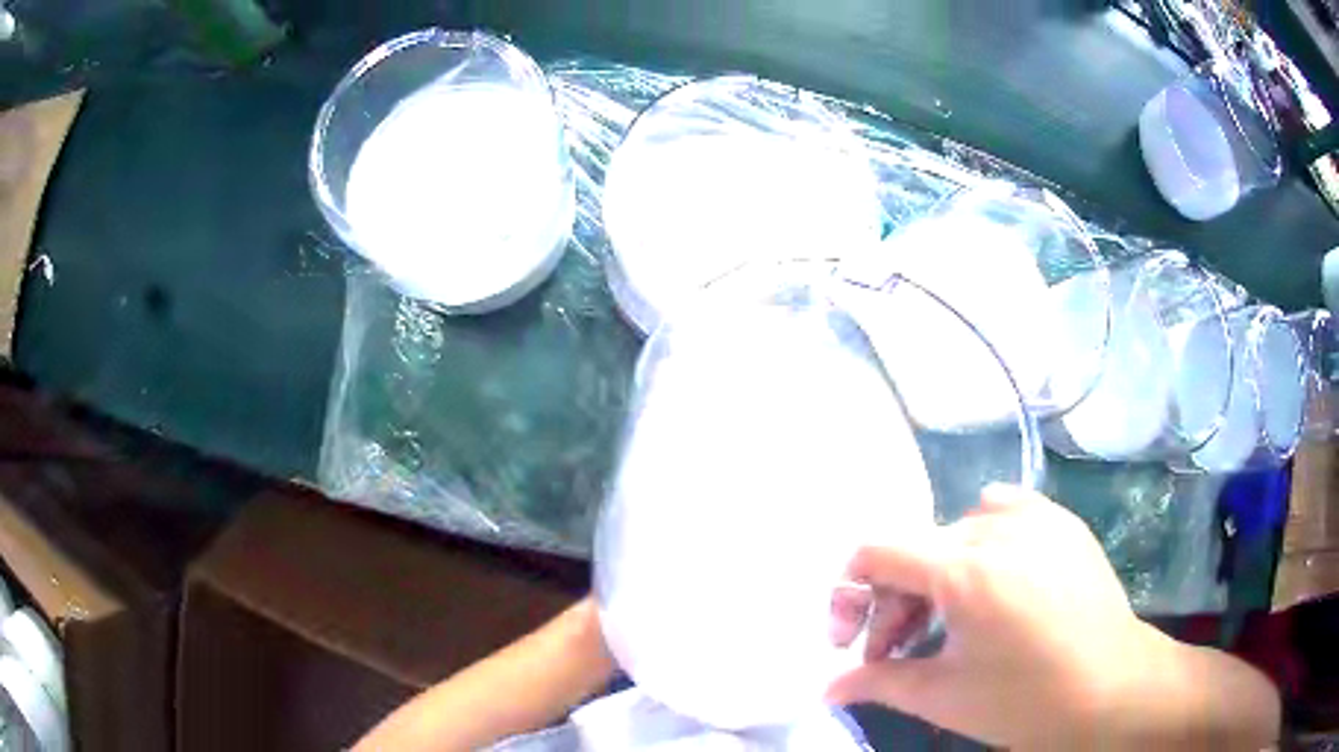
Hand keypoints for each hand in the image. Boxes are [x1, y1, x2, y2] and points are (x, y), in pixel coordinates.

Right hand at [826, 485, 1279, 749]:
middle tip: (897, 651)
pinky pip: (1003, 512)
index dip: (849, 595)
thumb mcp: (944, 697)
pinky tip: (995, 582)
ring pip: (957, 533)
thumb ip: (878, 682)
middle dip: (894, 603)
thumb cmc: (1026, 700)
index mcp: (963, 570)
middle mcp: (996, 527)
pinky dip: (983, 542)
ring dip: (936, 576)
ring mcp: (1035, 517)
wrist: (1114, 688)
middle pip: (916, 550)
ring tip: (950, 621)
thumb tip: (829, 687)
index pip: (876, 553)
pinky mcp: (1061, 520)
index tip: (854, 641)